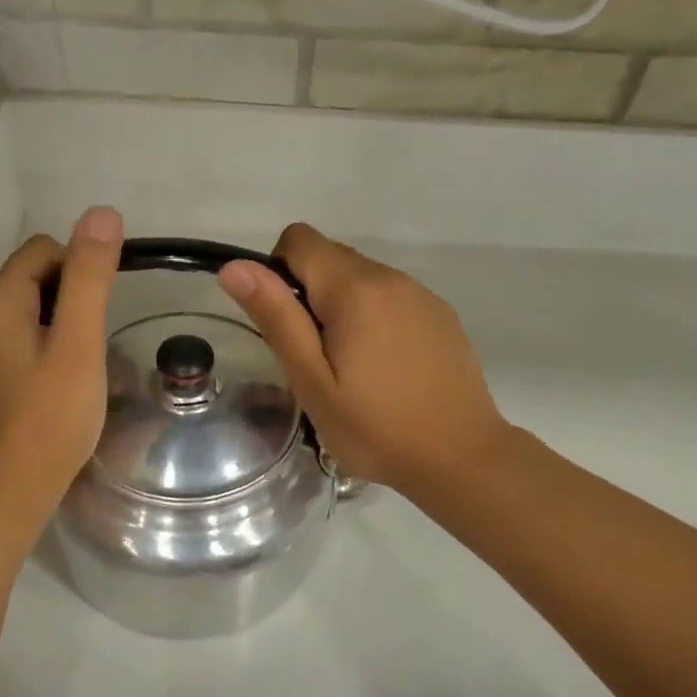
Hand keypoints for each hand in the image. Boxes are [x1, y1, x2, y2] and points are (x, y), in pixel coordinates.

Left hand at [0, 207, 122, 516]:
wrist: (11, 492)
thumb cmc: (51, 416)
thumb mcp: (79, 342)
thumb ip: (90, 277)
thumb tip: (101, 213)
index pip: (42, 250)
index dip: (80, 269)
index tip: (102, 310)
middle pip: (32, 279)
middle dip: (70, 299)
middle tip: (94, 343)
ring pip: (27, 313)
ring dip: (60, 325)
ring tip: (82, 365)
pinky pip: (17, 343)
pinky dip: (43, 349)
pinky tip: (59, 385)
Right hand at [219, 224, 508, 495]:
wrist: (462, 457)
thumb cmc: (376, 427)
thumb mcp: (312, 380)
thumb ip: (276, 317)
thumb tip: (235, 266)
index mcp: (355, 288)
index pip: (299, 239)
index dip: (278, 271)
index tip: (287, 324)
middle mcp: (391, 276)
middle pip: (330, 256)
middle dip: (309, 293)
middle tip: (316, 356)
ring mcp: (420, 293)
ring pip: (361, 276)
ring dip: (342, 306)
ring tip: (351, 366)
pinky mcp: (440, 313)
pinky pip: (390, 296)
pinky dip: (373, 316)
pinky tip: (384, 366)